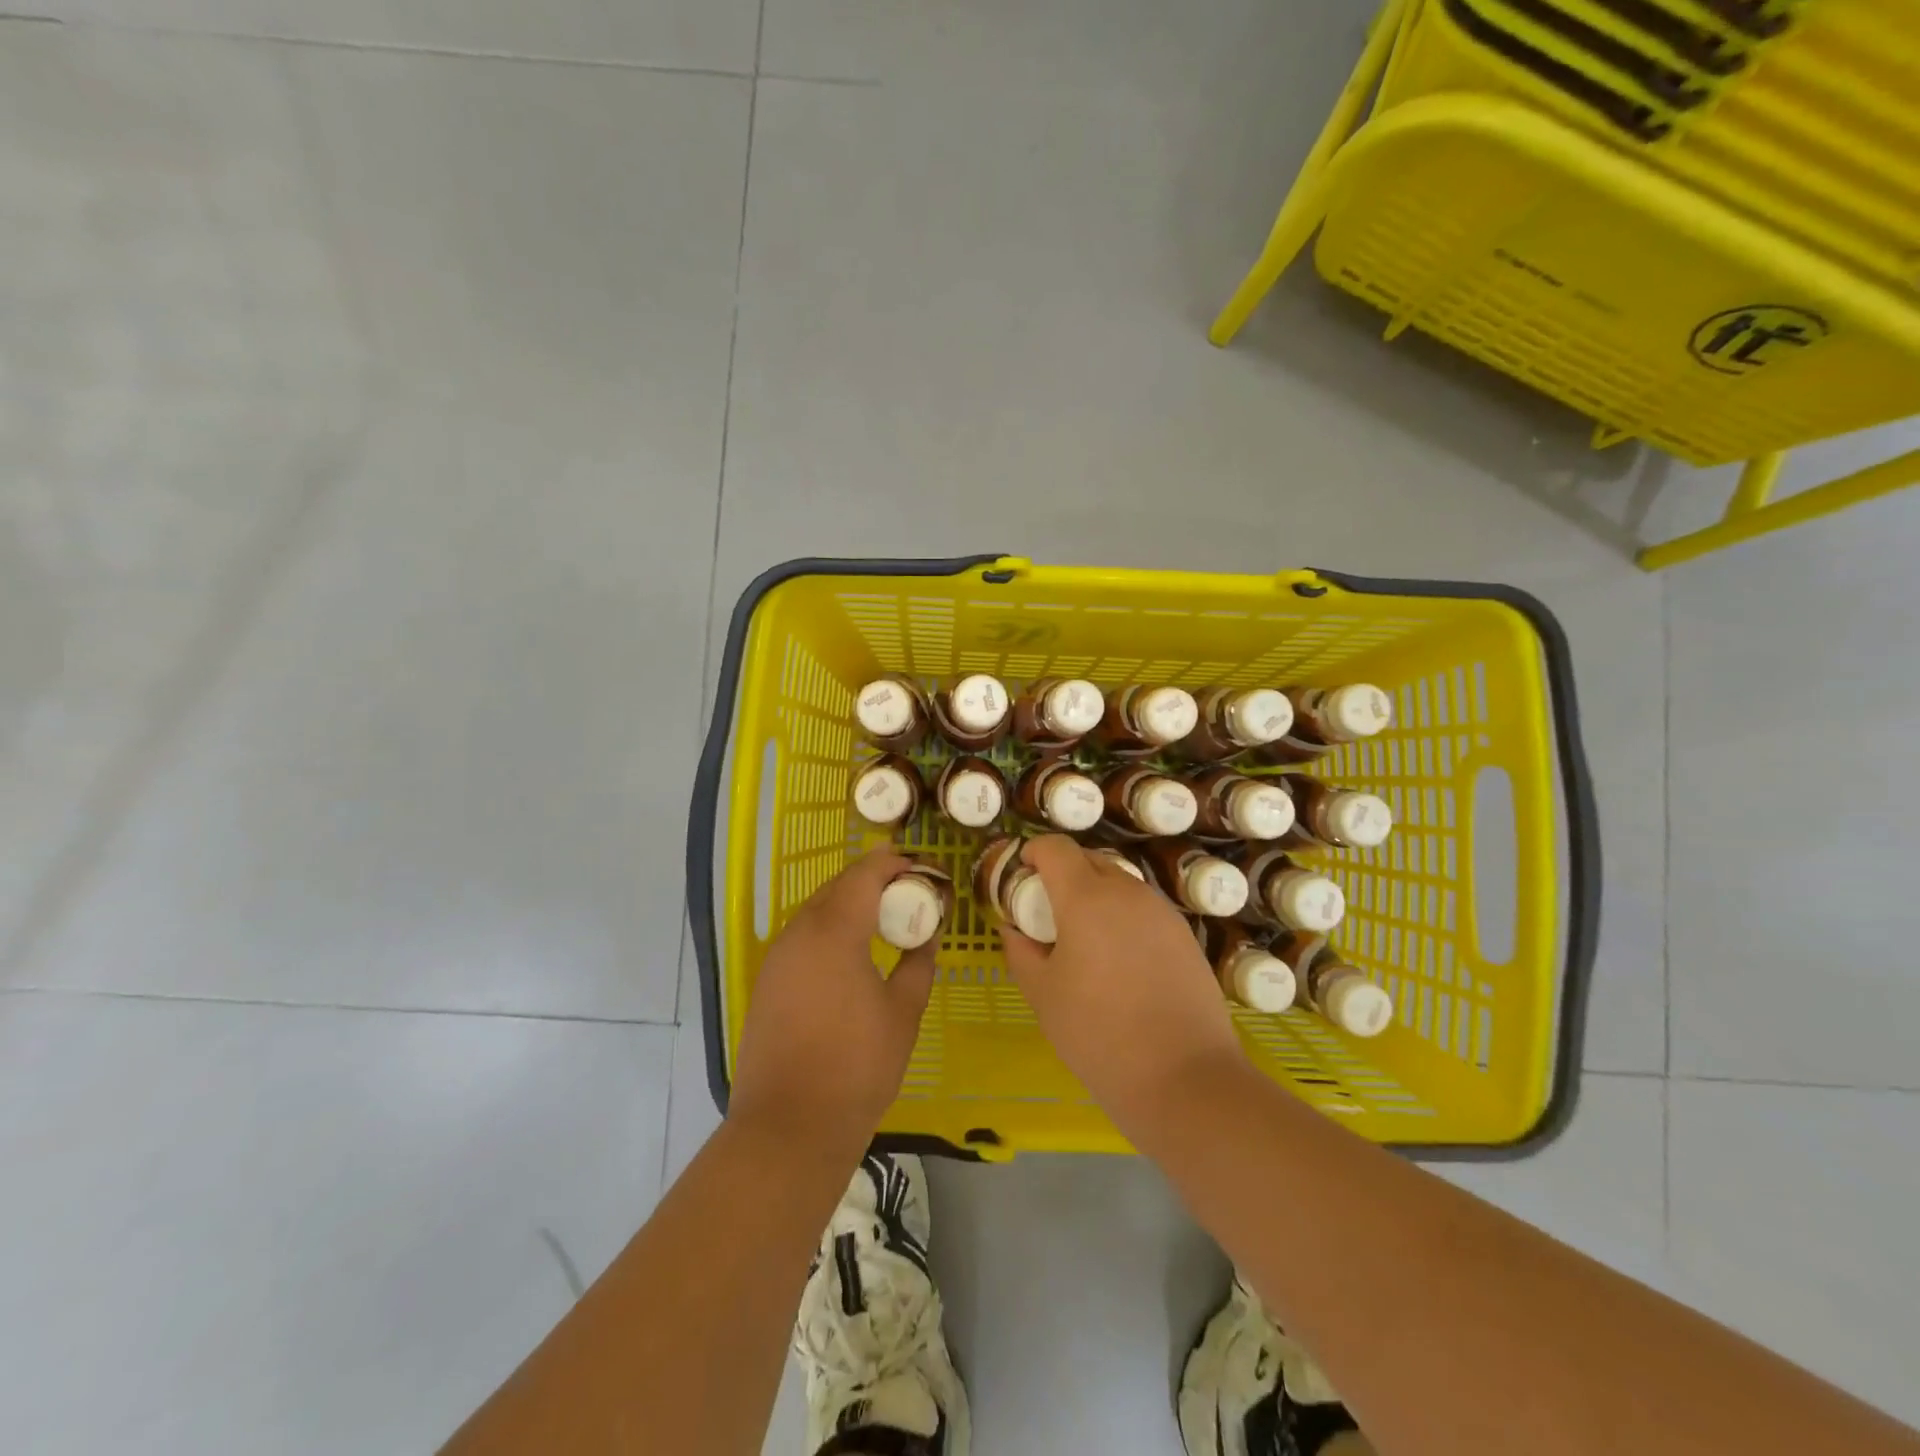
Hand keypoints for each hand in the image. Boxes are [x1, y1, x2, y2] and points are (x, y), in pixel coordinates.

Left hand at [729, 848, 936, 1153]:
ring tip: (887, 921)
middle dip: (877, 880)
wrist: (789, 1126)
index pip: (867, 872)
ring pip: (819, 909)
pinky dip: (832, 930)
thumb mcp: (904, 1011)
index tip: (928, 871)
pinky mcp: (768, 981)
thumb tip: (928, 934)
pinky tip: (854, 954)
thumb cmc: (857, 1066)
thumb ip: (918, 962)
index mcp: (834, 930)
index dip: (898, 863)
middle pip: (840, 885)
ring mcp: (777, 956)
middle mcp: (799, 932)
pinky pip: (804, 937)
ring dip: (852, 904)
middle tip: (913, 894)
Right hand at [999, 836, 1248, 1134]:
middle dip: (1062, 874)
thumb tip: (1014, 929)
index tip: (1021, 878)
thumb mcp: (1043, 996)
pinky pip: (1143, 909)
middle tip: (1047, 915)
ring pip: (1119, 884)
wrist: (1185, 1078)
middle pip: (1088, 860)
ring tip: (1084, 942)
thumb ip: (1021, 952)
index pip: (1055, 847)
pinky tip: (1120, 962)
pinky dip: (1122, 918)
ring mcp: (1161, 911)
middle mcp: (1127, 891)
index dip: (1033, 853)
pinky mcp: (1184, 935)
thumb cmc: (1099, 1035)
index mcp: (1086, 898)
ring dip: (1094, 896)